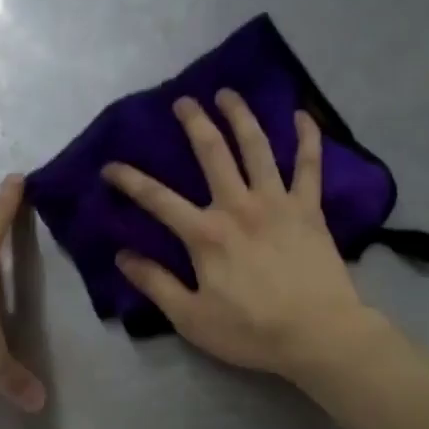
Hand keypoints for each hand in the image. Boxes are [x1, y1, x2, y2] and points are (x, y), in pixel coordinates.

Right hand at [101, 91, 374, 380]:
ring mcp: (277, 203)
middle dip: (194, 123)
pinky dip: (307, 138)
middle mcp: (239, 206)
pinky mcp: (310, 209)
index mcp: (206, 235)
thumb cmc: (251, 331)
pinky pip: (309, 165)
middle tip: (183, 101)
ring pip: (257, 147)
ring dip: (241, 116)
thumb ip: (156, 284)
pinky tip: (301, 115)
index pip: (158, 199)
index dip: (130, 180)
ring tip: (228, 94)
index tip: (110, 167)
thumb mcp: (191, 318)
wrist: (318, 334)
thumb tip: (122, 255)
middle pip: (213, 153)